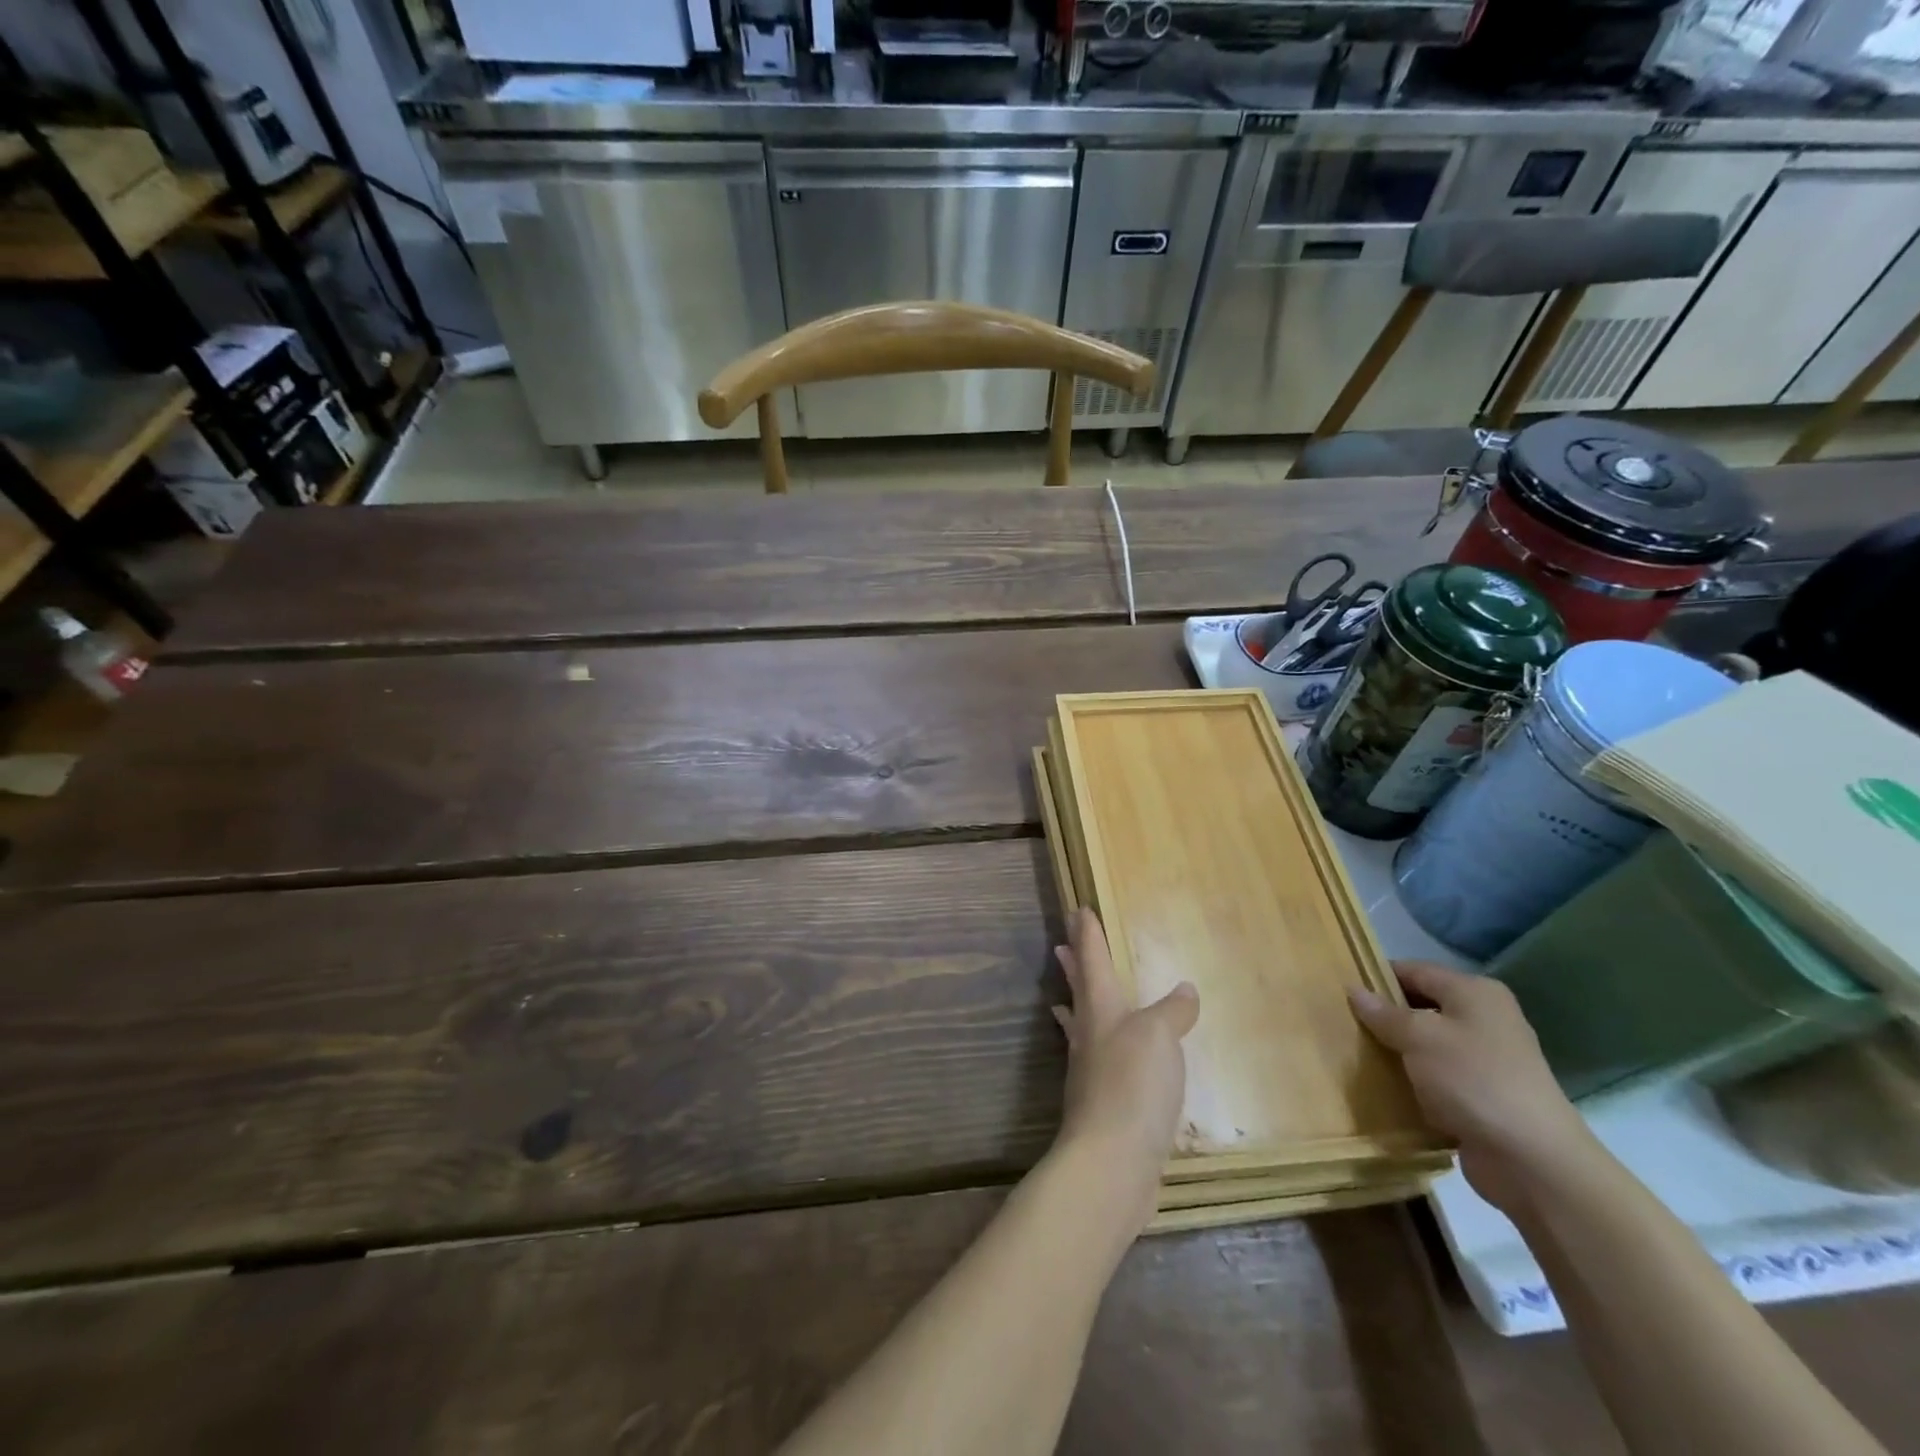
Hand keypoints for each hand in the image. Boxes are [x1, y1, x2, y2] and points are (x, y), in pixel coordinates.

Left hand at [1051, 908, 1198, 1222]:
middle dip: (1073, 964)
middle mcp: (1089, 1035)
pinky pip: (1094, 1059)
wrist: (1112, 1162)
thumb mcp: (1160, 1036)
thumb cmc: (1133, 1085)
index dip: (1088, 935)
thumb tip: (1184, 988)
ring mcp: (1089, 1071)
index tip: (1077, 910)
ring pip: (1080, 1024)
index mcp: (1101, 1009)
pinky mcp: (1100, 1104)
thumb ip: (1172, 1011)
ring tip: (1066, 994)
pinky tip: (1105, 1058)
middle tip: (1061, 941)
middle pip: (1079, 990)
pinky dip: (1094, 1045)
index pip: (1092, 961)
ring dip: (1075, 1002)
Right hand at [1349, 960, 1597, 1215]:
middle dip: (1385, 1016)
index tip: (1341, 990)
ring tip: (1358, 1056)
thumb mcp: (1419, 1037)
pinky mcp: (1484, 1095)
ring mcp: (1488, 1060)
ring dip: (1398, 1051)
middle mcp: (1485, 1019)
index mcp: (1475, 993)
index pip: (1414, 970)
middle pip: (1422, 1006)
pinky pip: (1438, 1077)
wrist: (1533, 1161)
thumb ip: (1383, 1013)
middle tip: (1344, 1024)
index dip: (1377, 977)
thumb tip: (1354, 990)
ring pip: (1428, 1044)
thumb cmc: (1473, 1080)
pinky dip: (1415, 1080)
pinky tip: (1387, 1087)